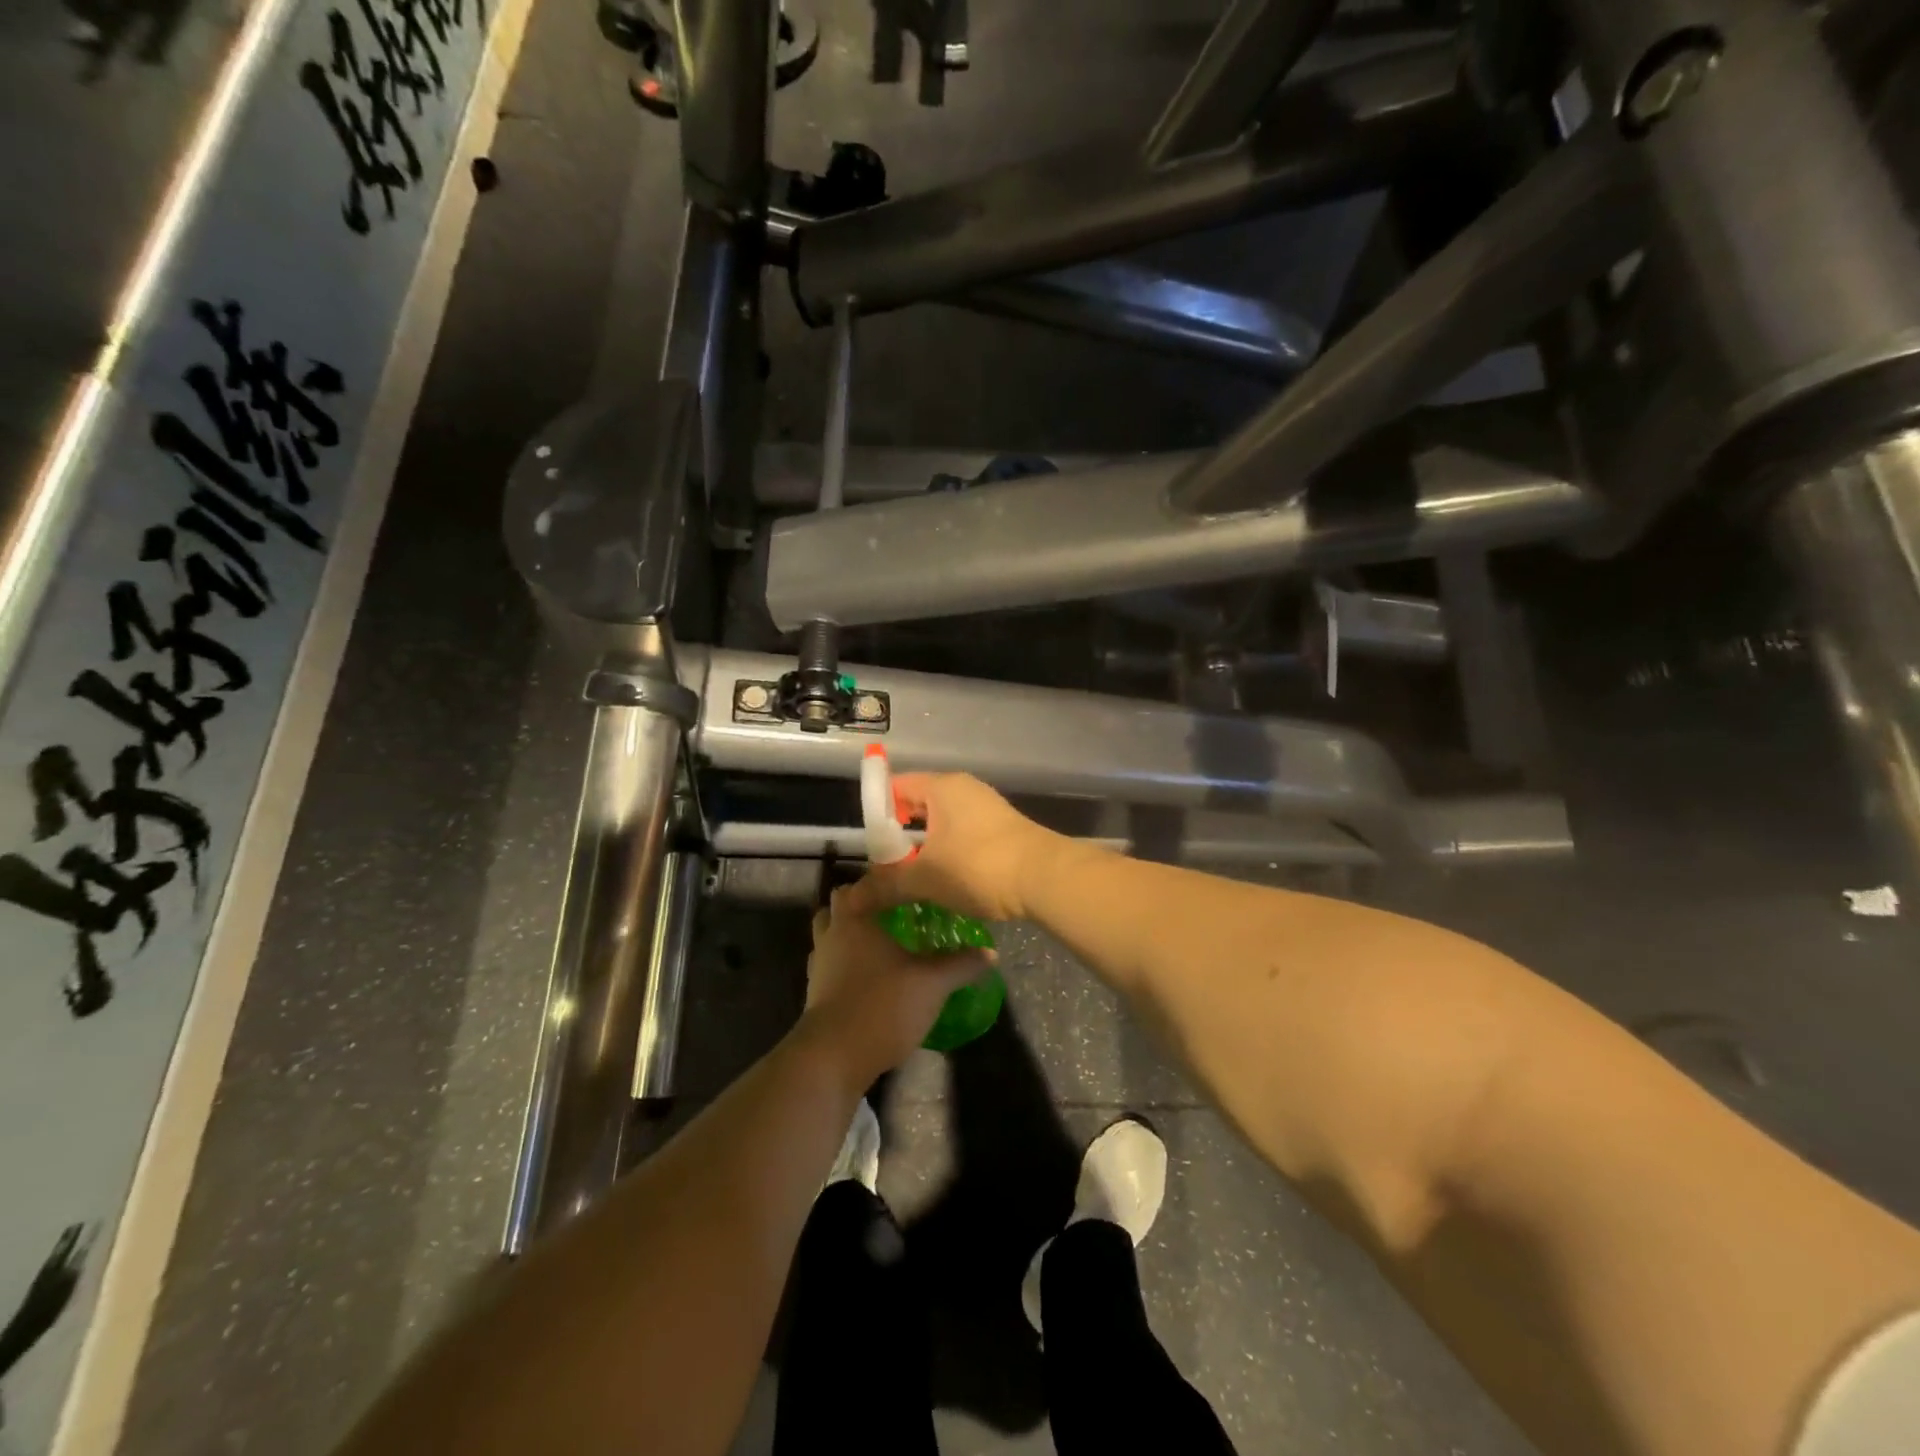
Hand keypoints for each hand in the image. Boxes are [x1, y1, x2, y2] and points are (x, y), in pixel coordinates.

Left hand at [800, 885, 991, 1085]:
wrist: (834, 1057)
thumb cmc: (882, 1004)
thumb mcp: (932, 983)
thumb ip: (961, 964)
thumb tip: (991, 952)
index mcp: (854, 920)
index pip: (859, 885)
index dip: (879, 883)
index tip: (905, 887)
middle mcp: (830, 936)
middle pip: (838, 908)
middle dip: (861, 907)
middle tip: (893, 914)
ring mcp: (819, 966)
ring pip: (831, 938)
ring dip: (850, 938)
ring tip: (883, 946)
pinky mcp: (815, 994)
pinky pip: (831, 967)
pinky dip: (846, 966)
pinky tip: (872, 979)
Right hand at [841, 773, 1063, 922]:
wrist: (1046, 878)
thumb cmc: (978, 867)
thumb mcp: (926, 878)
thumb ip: (886, 886)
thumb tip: (851, 902)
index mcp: (941, 787)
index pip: (895, 786)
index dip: (877, 813)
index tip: (870, 846)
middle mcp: (964, 789)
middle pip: (919, 804)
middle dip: (900, 835)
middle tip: (886, 867)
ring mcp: (987, 807)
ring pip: (942, 823)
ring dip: (926, 848)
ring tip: (912, 879)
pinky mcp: (1003, 828)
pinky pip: (963, 834)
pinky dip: (949, 853)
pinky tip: (946, 881)